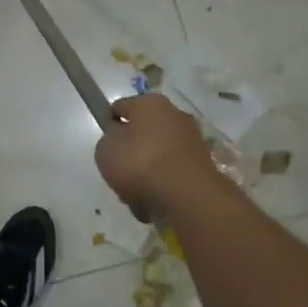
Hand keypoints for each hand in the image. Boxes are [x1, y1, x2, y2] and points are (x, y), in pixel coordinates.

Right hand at [95, 93, 218, 220]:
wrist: (186, 197)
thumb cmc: (140, 164)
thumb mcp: (104, 150)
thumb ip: (107, 142)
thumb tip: (119, 143)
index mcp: (150, 103)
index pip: (121, 107)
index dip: (109, 124)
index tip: (105, 143)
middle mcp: (175, 115)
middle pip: (142, 133)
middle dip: (130, 153)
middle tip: (119, 172)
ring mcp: (192, 141)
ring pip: (157, 156)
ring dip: (145, 173)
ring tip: (134, 195)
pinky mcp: (202, 166)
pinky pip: (171, 174)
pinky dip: (162, 186)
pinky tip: (153, 202)